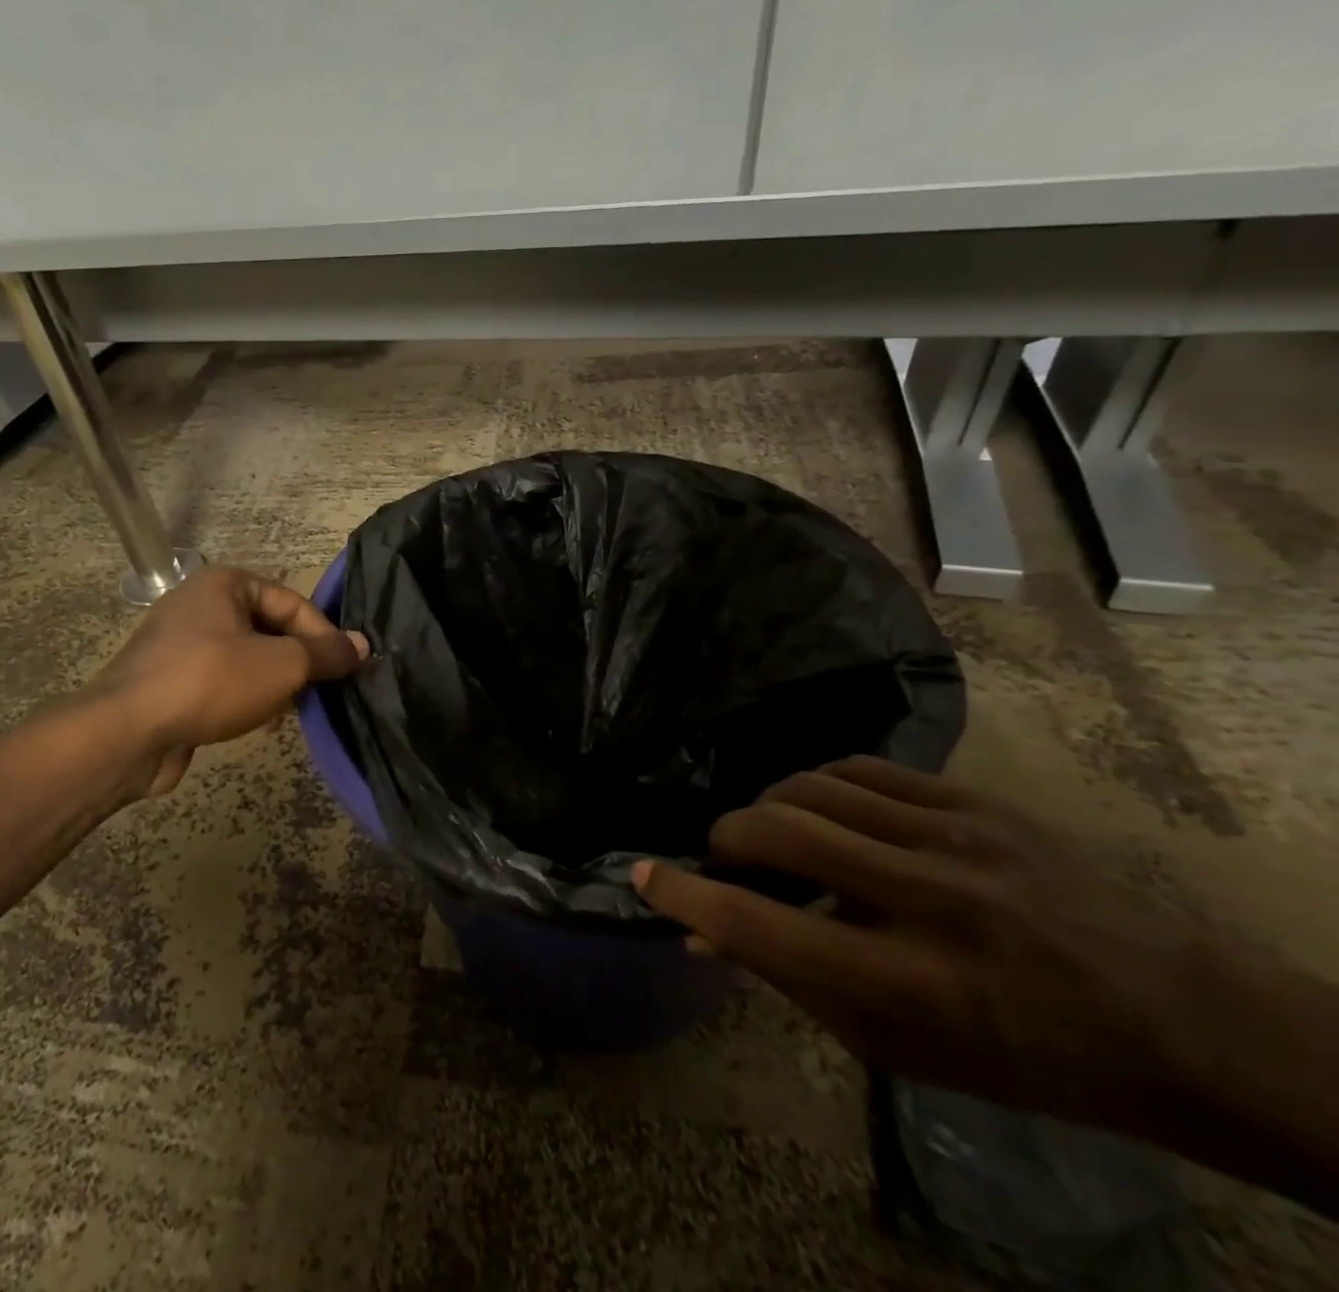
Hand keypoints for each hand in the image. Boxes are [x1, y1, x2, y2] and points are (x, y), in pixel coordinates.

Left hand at [87, 564, 367, 795]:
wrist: (126, 732)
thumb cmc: (211, 682)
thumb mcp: (281, 665)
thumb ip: (325, 653)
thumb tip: (362, 645)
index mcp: (224, 583)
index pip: (292, 602)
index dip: (324, 634)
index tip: (347, 668)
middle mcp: (199, 603)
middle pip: (269, 628)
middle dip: (298, 660)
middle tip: (323, 690)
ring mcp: (179, 643)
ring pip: (246, 657)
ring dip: (274, 681)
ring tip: (294, 708)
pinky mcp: (169, 680)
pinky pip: (221, 680)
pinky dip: (244, 696)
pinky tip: (258, 721)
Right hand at [632, 757, 1206, 1137]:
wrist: (1183, 1018)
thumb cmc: (1027, 1056)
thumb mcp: (905, 1050)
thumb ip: (797, 984)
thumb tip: (705, 935)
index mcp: (918, 985)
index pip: (768, 931)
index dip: (690, 899)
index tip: (643, 875)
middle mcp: (933, 901)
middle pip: (781, 834)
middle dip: (725, 839)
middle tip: (721, 857)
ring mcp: (959, 838)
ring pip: (811, 787)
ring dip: (768, 808)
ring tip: (772, 833)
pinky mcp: (976, 802)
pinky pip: (860, 770)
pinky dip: (818, 786)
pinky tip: (821, 808)